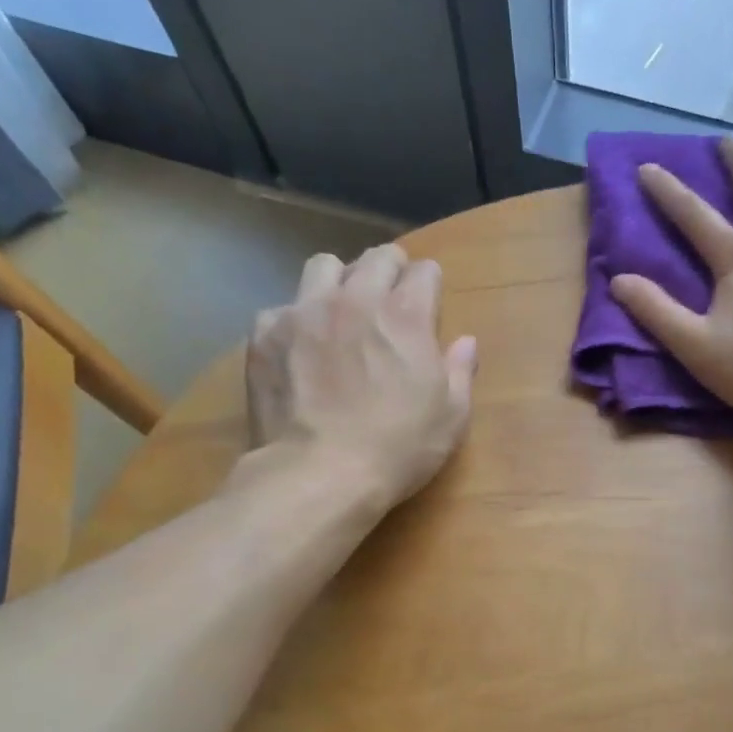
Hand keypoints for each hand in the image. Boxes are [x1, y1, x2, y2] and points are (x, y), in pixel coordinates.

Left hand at [241, 243, 477, 505]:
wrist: (319, 473)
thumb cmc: (398, 448)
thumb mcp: (451, 418)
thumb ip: (460, 372)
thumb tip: (466, 342)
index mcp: (406, 316)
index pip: (424, 271)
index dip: (430, 285)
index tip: (429, 304)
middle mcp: (355, 300)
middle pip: (376, 257)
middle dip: (389, 270)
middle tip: (390, 299)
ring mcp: (304, 312)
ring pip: (322, 266)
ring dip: (339, 282)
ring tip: (340, 313)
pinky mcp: (266, 334)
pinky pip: (282, 307)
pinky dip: (295, 321)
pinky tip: (299, 350)